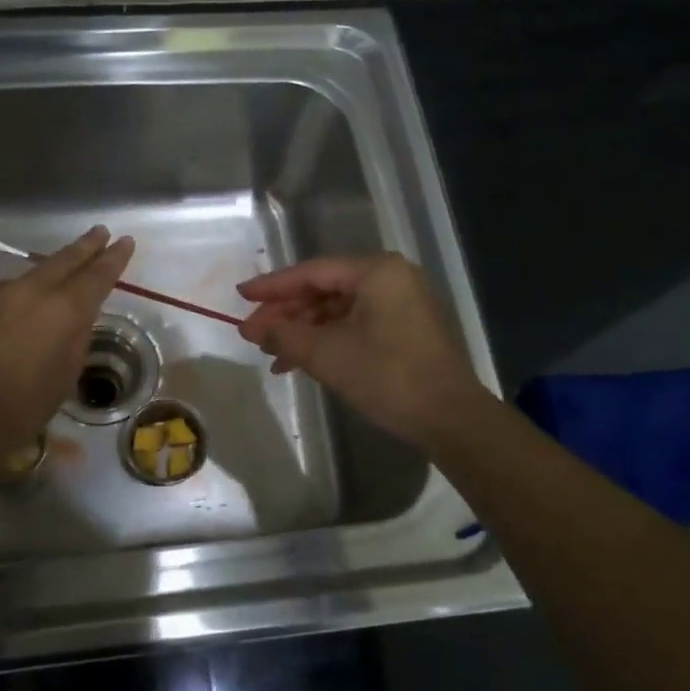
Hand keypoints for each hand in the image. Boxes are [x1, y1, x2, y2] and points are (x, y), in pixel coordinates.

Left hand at [0, 226, 134, 451]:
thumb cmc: (21, 409)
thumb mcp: (65, 376)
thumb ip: (75, 337)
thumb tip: (77, 316)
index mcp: (64, 310)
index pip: (97, 276)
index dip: (113, 258)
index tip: (124, 242)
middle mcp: (29, 289)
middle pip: (62, 260)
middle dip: (84, 246)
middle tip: (99, 232)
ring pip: (20, 283)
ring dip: (31, 293)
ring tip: (27, 320)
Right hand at [237, 253, 486, 449]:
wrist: (449, 418)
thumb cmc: (386, 376)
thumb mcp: (326, 354)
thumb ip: (284, 334)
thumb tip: (252, 327)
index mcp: (376, 272)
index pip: (312, 272)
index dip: (272, 286)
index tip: (240, 295)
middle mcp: (391, 278)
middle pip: (324, 289)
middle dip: (286, 313)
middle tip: (252, 333)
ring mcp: (401, 304)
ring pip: (337, 310)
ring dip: (303, 331)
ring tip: (271, 354)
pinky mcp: (405, 329)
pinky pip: (354, 325)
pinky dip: (326, 340)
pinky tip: (300, 362)